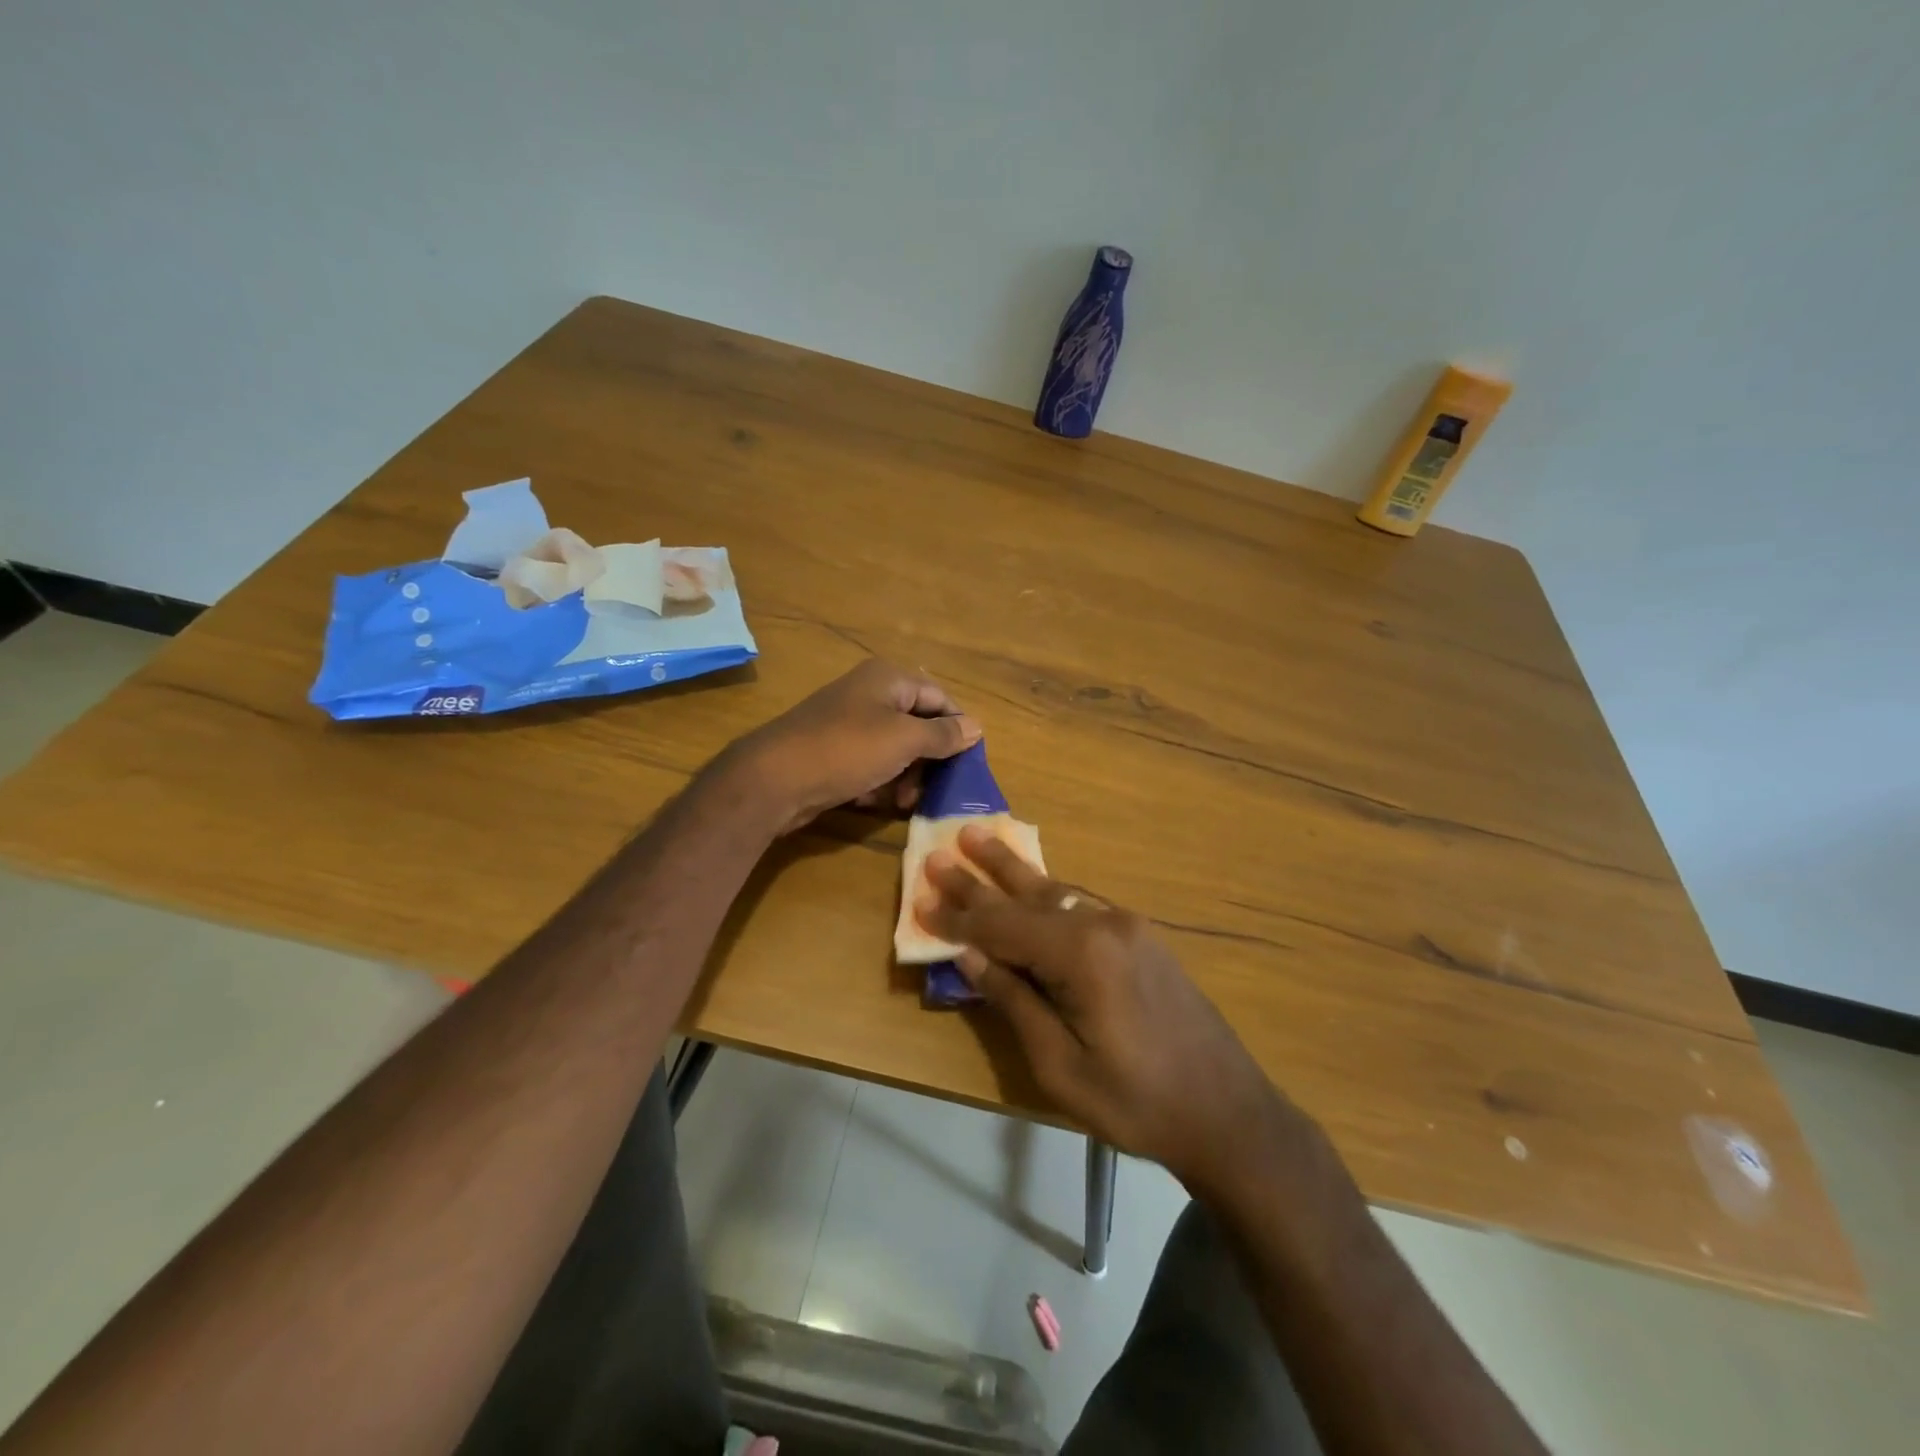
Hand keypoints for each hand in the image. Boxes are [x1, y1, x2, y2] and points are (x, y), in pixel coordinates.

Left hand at [731, 659, 981, 832]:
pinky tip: (872, 801)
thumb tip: (976, 727)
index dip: (957, 729)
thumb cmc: (848, 750)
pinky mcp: (834, 752)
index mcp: (889, 679)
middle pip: (918, 725)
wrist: (775, 778)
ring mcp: (849, 723)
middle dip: (929, 760)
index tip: (967, 764)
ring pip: (895, 749)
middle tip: (933, 790)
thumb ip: (944, 734)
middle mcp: (870, 694)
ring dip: (905, 777)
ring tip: (901, 801)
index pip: (940, 698)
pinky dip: (877, 782)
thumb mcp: (905, 740)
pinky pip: (870, 764)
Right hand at [916, 825, 1293, 1194]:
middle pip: (1027, 896)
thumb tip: (970, 955)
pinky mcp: (1140, 937)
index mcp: (1082, 954)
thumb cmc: (1136, 1102)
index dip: (958, 918)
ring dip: (1012, 871)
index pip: (1002, 927)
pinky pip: (1080, 905)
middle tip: (940, 851)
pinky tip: (1030, 883)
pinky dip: (1045, 894)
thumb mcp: (1061, 1065)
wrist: (1227, 1111)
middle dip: (979, 877)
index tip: (920, 901)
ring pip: (1056, 891)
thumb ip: (1014, 1001)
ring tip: (978, 838)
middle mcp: (1104, 924)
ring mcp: (1127, 926)